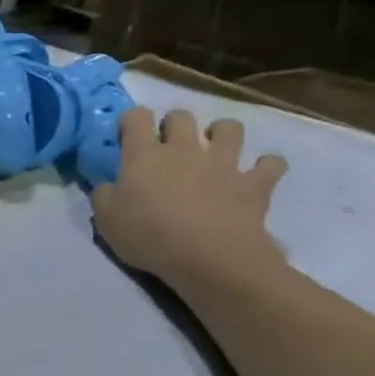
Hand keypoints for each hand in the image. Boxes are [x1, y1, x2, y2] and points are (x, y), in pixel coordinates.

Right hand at [91, 108, 286, 290]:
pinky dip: (267, 166)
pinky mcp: (253, 184)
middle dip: (175, 124)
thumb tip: (106, 184)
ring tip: (217, 149)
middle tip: (170, 146)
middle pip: (181, 116)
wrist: (210, 259)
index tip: (128, 139)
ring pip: (230, 128)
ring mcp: (223, 163)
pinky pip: (271, 165)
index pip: (136, 116)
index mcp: (144, 154)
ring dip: (223, 134)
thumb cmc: (149, 237)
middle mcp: (184, 149)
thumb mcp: (106, 220)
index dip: (131, 122)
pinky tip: (260, 174)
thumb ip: (103, 195)